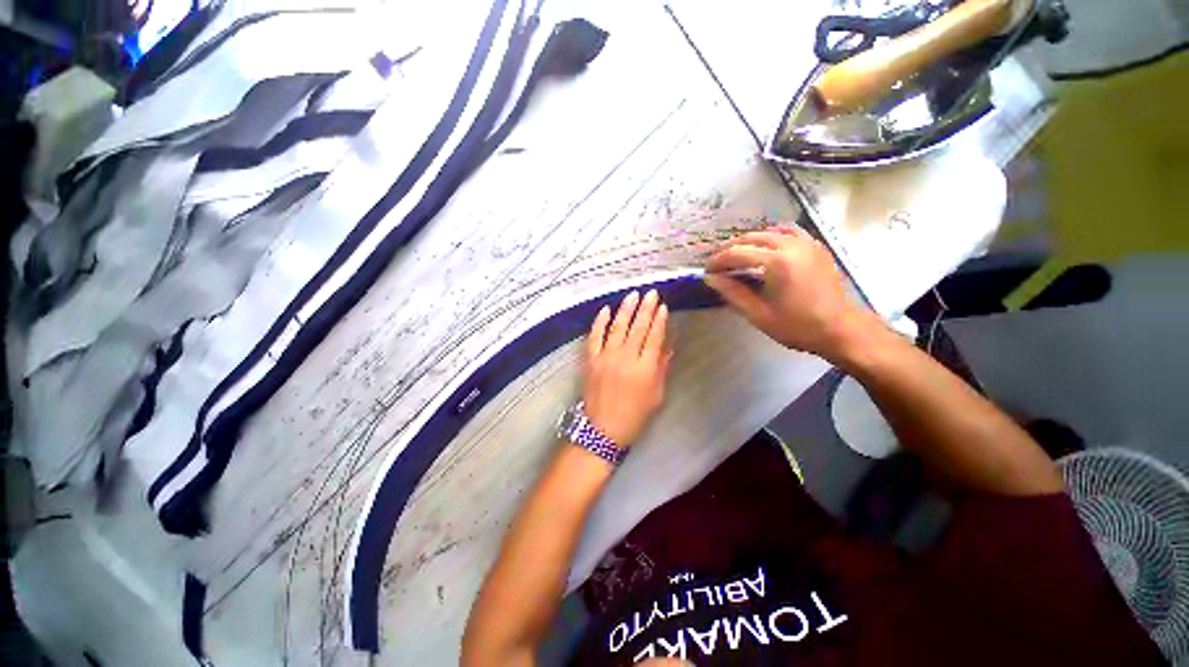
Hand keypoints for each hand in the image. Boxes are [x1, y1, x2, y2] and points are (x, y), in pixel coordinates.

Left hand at [583, 290, 671, 444]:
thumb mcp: (656, 395)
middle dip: (645, 308)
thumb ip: (662, 368)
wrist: (602, 430)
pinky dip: (599, 322)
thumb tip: (668, 345)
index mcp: (644, 369)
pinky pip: (594, 337)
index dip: (659, 320)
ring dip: (625, 309)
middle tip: (651, 293)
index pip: (654, 337)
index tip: (663, 306)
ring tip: (633, 295)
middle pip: (637, 328)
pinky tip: (605, 309)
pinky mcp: (590, 360)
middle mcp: (625, 359)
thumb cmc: (634, 415)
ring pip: (617, 327)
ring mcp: (605, 358)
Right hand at [702, 227, 874, 363]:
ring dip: (749, 240)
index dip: (718, 260)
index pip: (737, 253)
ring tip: (737, 254)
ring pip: (769, 231)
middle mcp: (791, 245)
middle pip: (751, 237)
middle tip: (717, 263)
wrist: (842, 329)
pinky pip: (789, 231)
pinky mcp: (816, 247)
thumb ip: (733, 293)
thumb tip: (711, 279)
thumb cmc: (798, 327)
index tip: (707, 270)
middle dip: (730, 248)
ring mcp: (807, 243)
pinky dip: (772, 235)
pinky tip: (766, 248)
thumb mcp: (759, 314)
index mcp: (776, 262)